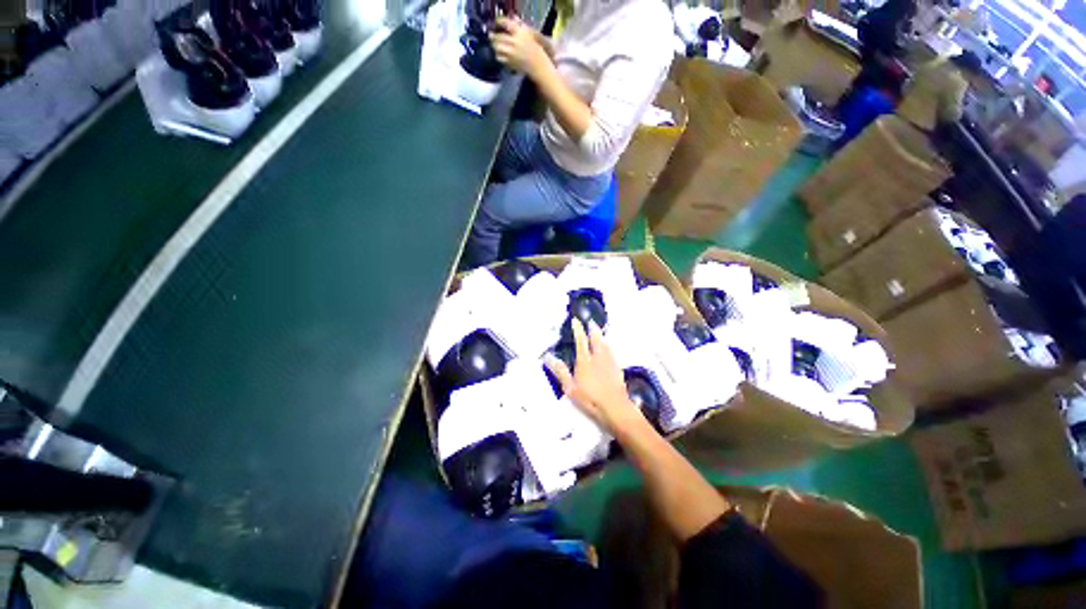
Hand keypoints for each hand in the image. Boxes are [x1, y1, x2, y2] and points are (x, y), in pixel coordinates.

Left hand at [490, 17, 550, 77]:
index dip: (499, 22)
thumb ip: (520, 26)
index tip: (497, 23)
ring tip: (496, 46)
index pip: (505, 23)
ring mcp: (511, 53)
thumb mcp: (529, 34)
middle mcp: (513, 42)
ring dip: (495, 46)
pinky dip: (498, 55)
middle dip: (493, 36)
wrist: (538, 65)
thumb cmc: (535, 49)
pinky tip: (500, 54)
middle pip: (498, 36)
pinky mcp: (509, 62)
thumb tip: (513, 19)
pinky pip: (499, 57)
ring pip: (497, 47)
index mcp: (519, 32)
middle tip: (492, 36)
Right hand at [544, 319, 644, 434]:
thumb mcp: (570, 388)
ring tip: (599, 332)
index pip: (581, 341)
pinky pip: (611, 352)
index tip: (576, 320)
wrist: (615, 407)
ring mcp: (609, 362)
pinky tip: (608, 350)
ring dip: (601, 336)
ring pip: (605, 344)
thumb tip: (549, 358)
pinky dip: (607, 347)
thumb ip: (561, 372)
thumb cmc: (590, 399)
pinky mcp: (617, 369)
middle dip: (593, 329)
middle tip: (591, 322)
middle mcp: (598, 357)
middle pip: (596, 338)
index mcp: (585, 361)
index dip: (578, 330)